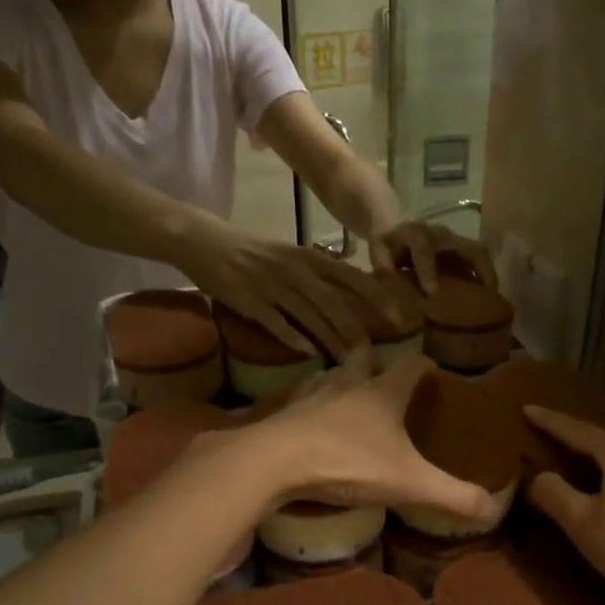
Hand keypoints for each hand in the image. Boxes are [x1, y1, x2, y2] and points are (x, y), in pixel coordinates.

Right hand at [179, 224, 390, 355]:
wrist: (206, 243)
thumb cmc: (254, 253)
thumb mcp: (291, 256)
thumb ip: (319, 274)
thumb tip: (350, 298)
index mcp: (308, 257)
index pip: (350, 276)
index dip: (375, 295)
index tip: (398, 314)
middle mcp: (295, 270)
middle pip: (334, 302)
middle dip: (355, 329)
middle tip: (372, 353)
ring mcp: (272, 286)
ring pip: (309, 316)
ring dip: (330, 340)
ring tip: (346, 361)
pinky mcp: (250, 301)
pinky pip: (276, 323)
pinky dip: (293, 338)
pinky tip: (308, 353)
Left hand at [240, 353, 501, 523]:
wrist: (275, 463)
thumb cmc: (349, 463)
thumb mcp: (409, 483)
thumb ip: (452, 495)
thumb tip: (495, 508)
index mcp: (383, 393)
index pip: (411, 366)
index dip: (425, 366)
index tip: (432, 370)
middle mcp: (348, 385)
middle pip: (363, 359)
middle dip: (374, 359)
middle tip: (382, 370)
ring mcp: (311, 396)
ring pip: (329, 375)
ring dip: (339, 377)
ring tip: (345, 388)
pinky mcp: (283, 414)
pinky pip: (299, 400)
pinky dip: (309, 403)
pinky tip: (307, 417)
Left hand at [369, 221, 497, 295]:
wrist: (396, 222)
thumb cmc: (388, 242)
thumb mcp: (378, 249)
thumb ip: (382, 262)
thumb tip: (389, 277)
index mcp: (415, 234)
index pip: (424, 250)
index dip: (428, 270)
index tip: (432, 293)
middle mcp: (440, 234)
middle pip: (468, 248)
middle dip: (480, 271)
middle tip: (487, 296)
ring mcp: (454, 239)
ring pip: (479, 252)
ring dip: (488, 273)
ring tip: (492, 297)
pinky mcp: (460, 246)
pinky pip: (478, 258)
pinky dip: (484, 274)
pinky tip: (486, 293)